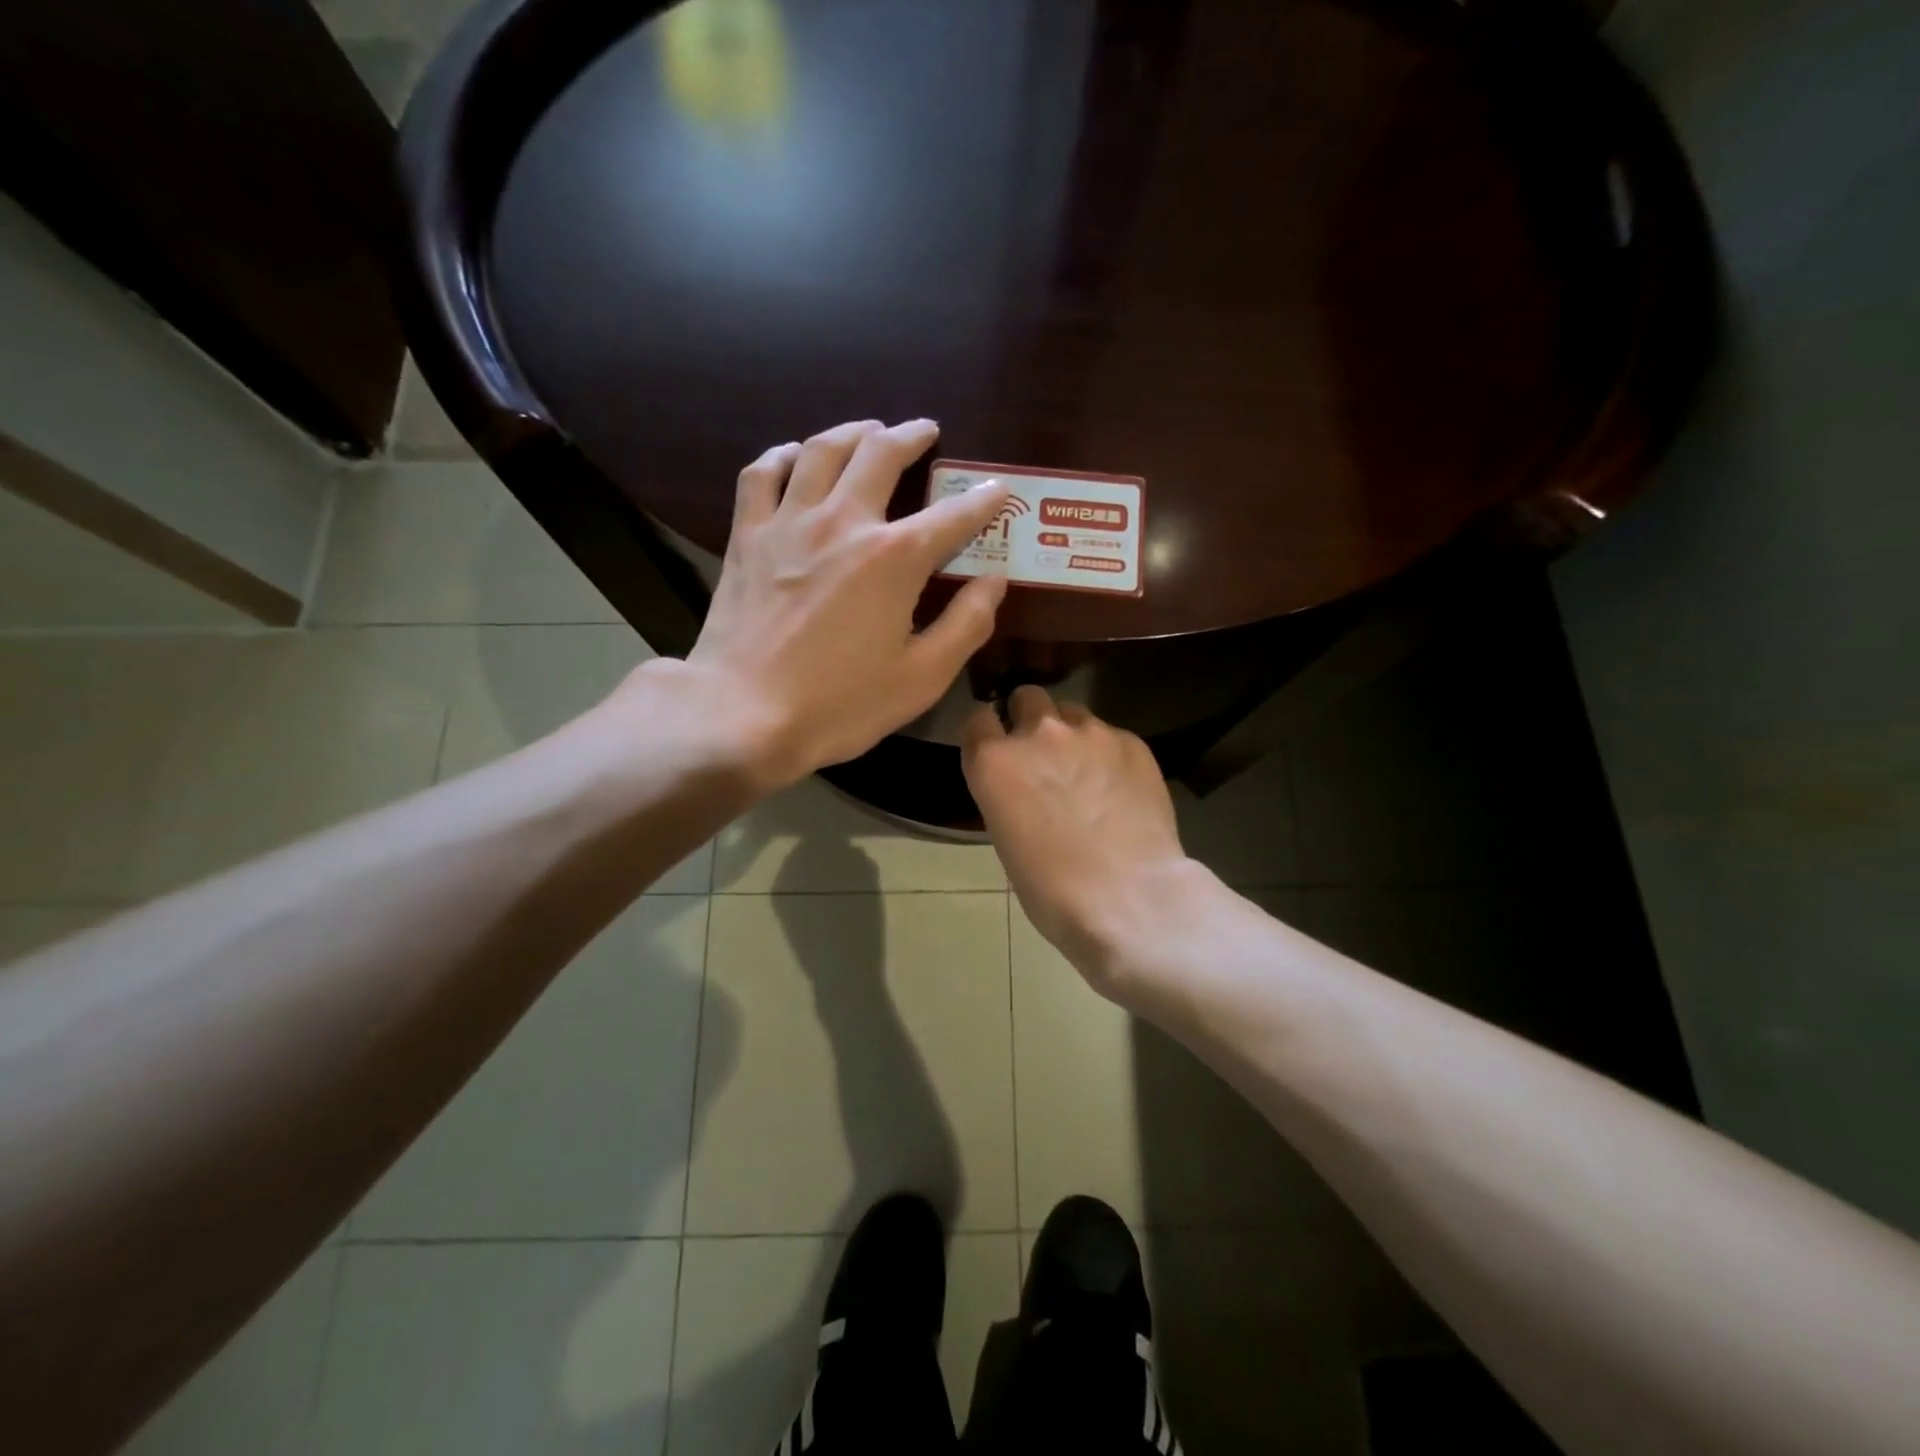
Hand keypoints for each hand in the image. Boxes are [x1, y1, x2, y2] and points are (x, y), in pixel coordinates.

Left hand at [681, 419, 1010, 786]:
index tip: (997, 489)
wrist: (743, 714)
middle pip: (881, 454)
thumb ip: (967, 624)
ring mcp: (789, 523)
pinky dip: (784, 456)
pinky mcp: (747, 536)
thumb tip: (995, 581)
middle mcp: (844, 522)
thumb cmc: (840, 704)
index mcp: (895, 558)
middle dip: (911, 436)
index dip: (982, 499)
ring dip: (853, 431)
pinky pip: (763, 474)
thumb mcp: (922, 677)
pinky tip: (795, 457)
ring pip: (822, 449)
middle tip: (925, 432)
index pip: (953, 515)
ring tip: (868, 430)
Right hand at [964, 687, 1202, 993]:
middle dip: (1030, 719)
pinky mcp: (1132, 741)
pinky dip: (1109, 754)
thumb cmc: (1052, 888)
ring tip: (1087, 771)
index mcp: (994, 761)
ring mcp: (1090, 732)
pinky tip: (1120, 788)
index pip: (978, 719)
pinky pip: (1111, 735)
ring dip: (1071, 734)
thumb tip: (1024, 783)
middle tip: (1044, 755)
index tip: (997, 751)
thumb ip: (1008, 792)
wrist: (1129, 898)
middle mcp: (1038, 733)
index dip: (988, 734)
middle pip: (1027, 697)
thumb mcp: (1006, 837)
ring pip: (1072, 713)